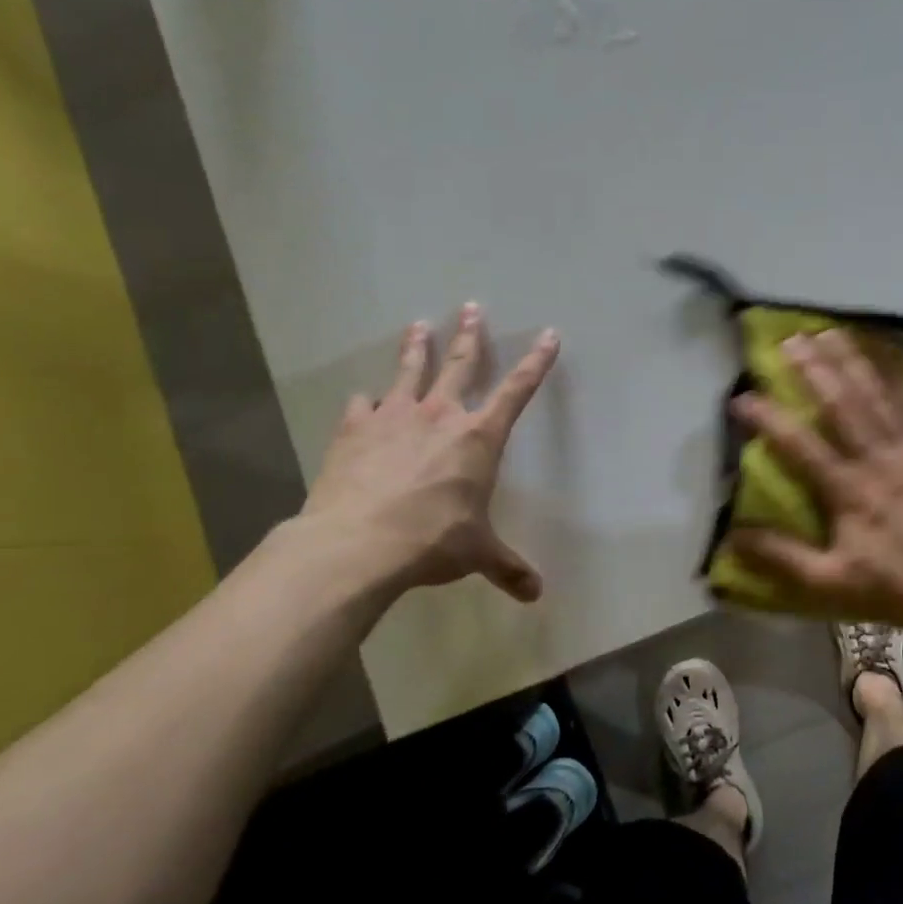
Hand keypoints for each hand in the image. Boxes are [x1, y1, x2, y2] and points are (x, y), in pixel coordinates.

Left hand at [300, 305, 559, 600]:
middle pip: (459, 364)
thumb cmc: (432, 540)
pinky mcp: (354, 431)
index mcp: (478, 437)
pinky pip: (362, 406)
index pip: (516, 390)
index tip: (548, 335)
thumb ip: (507, 568)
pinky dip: (366, 402)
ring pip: (409, 372)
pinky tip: (364, 399)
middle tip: (471, 307)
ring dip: (416, 347)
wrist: (356, 544)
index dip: (536, 363)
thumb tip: (535, 595)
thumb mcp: (477, 554)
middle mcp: (439, 416)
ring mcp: (393, 418)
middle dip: (469, 335)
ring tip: (418, 324)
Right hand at [729, 329, 902, 639]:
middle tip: (789, 339)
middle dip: (812, 368)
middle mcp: (878, 459)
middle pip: (840, 403)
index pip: (799, 445)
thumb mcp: (829, 582)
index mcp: (848, 491)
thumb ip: (781, 557)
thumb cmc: (893, 587)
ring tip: (829, 331)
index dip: (768, 419)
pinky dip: (900, 372)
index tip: (741, 397)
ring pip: (877, 393)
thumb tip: (732, 535)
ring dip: (851, 359)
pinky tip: (888, 349)